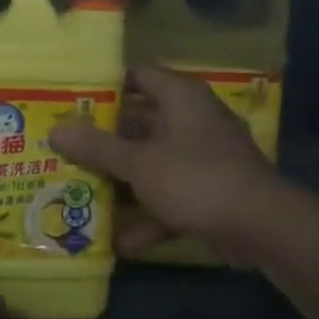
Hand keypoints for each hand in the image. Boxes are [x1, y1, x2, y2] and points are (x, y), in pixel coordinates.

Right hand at [49, 64, 281, 259]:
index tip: (69, 100)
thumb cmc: (196, 178)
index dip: (103, 86)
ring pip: (150, 162)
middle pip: (138, 123)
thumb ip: (97, 147)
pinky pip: (168, 197)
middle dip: (103, 140)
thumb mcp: (139, 162)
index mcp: (179, 98)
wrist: (261, 228)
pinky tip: (117, 242)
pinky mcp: (206, 192)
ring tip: (77, 190)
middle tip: (62, 148)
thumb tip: (56, 130)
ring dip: (120, 180)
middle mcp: (190, 121)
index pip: (136, 76)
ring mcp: (200, 158)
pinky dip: (147, 216)